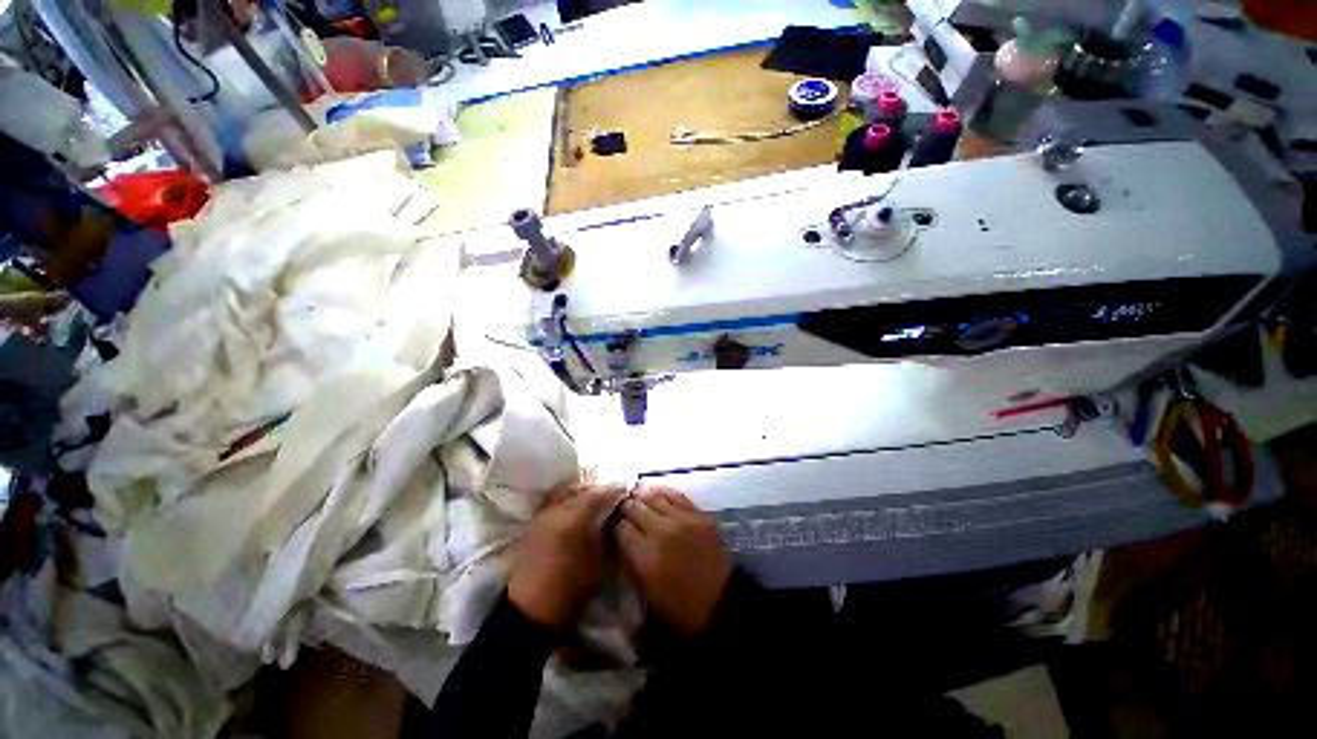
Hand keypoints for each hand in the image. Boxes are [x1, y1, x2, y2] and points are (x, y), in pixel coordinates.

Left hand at [508, 485, 620, 628]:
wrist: (532, 609)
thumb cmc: (572, 587)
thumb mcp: (599, 560)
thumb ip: (607, 532)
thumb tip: (613, 517)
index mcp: (575, 517)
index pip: (599, 493)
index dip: (614, 490)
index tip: (626, 491)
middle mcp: (557, 509)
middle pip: (581, 489)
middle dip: (597, 490)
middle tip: (611, 496)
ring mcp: (543, 515)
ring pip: (565, 493)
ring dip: (581, 493)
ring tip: (593, 501)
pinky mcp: (534, 524)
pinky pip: (554, 502)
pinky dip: (567, 500)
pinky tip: (575, 510)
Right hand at [616, 488, 731, 634]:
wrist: (721, 603)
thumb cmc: (679, 607)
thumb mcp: (646, 593)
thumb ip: (631, 562)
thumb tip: (622, 539)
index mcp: (645, 556)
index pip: (621, 528)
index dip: (615, 528)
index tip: (614, 530)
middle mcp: (661, 531)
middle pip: (634, 508)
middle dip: (625, 510)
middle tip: (623, 513)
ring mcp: (682, 520)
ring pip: (653, 497)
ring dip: (642, 499)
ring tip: (638, 501)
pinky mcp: (698, 514)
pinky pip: (675, 495)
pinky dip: (662, 493)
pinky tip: (657, 495)